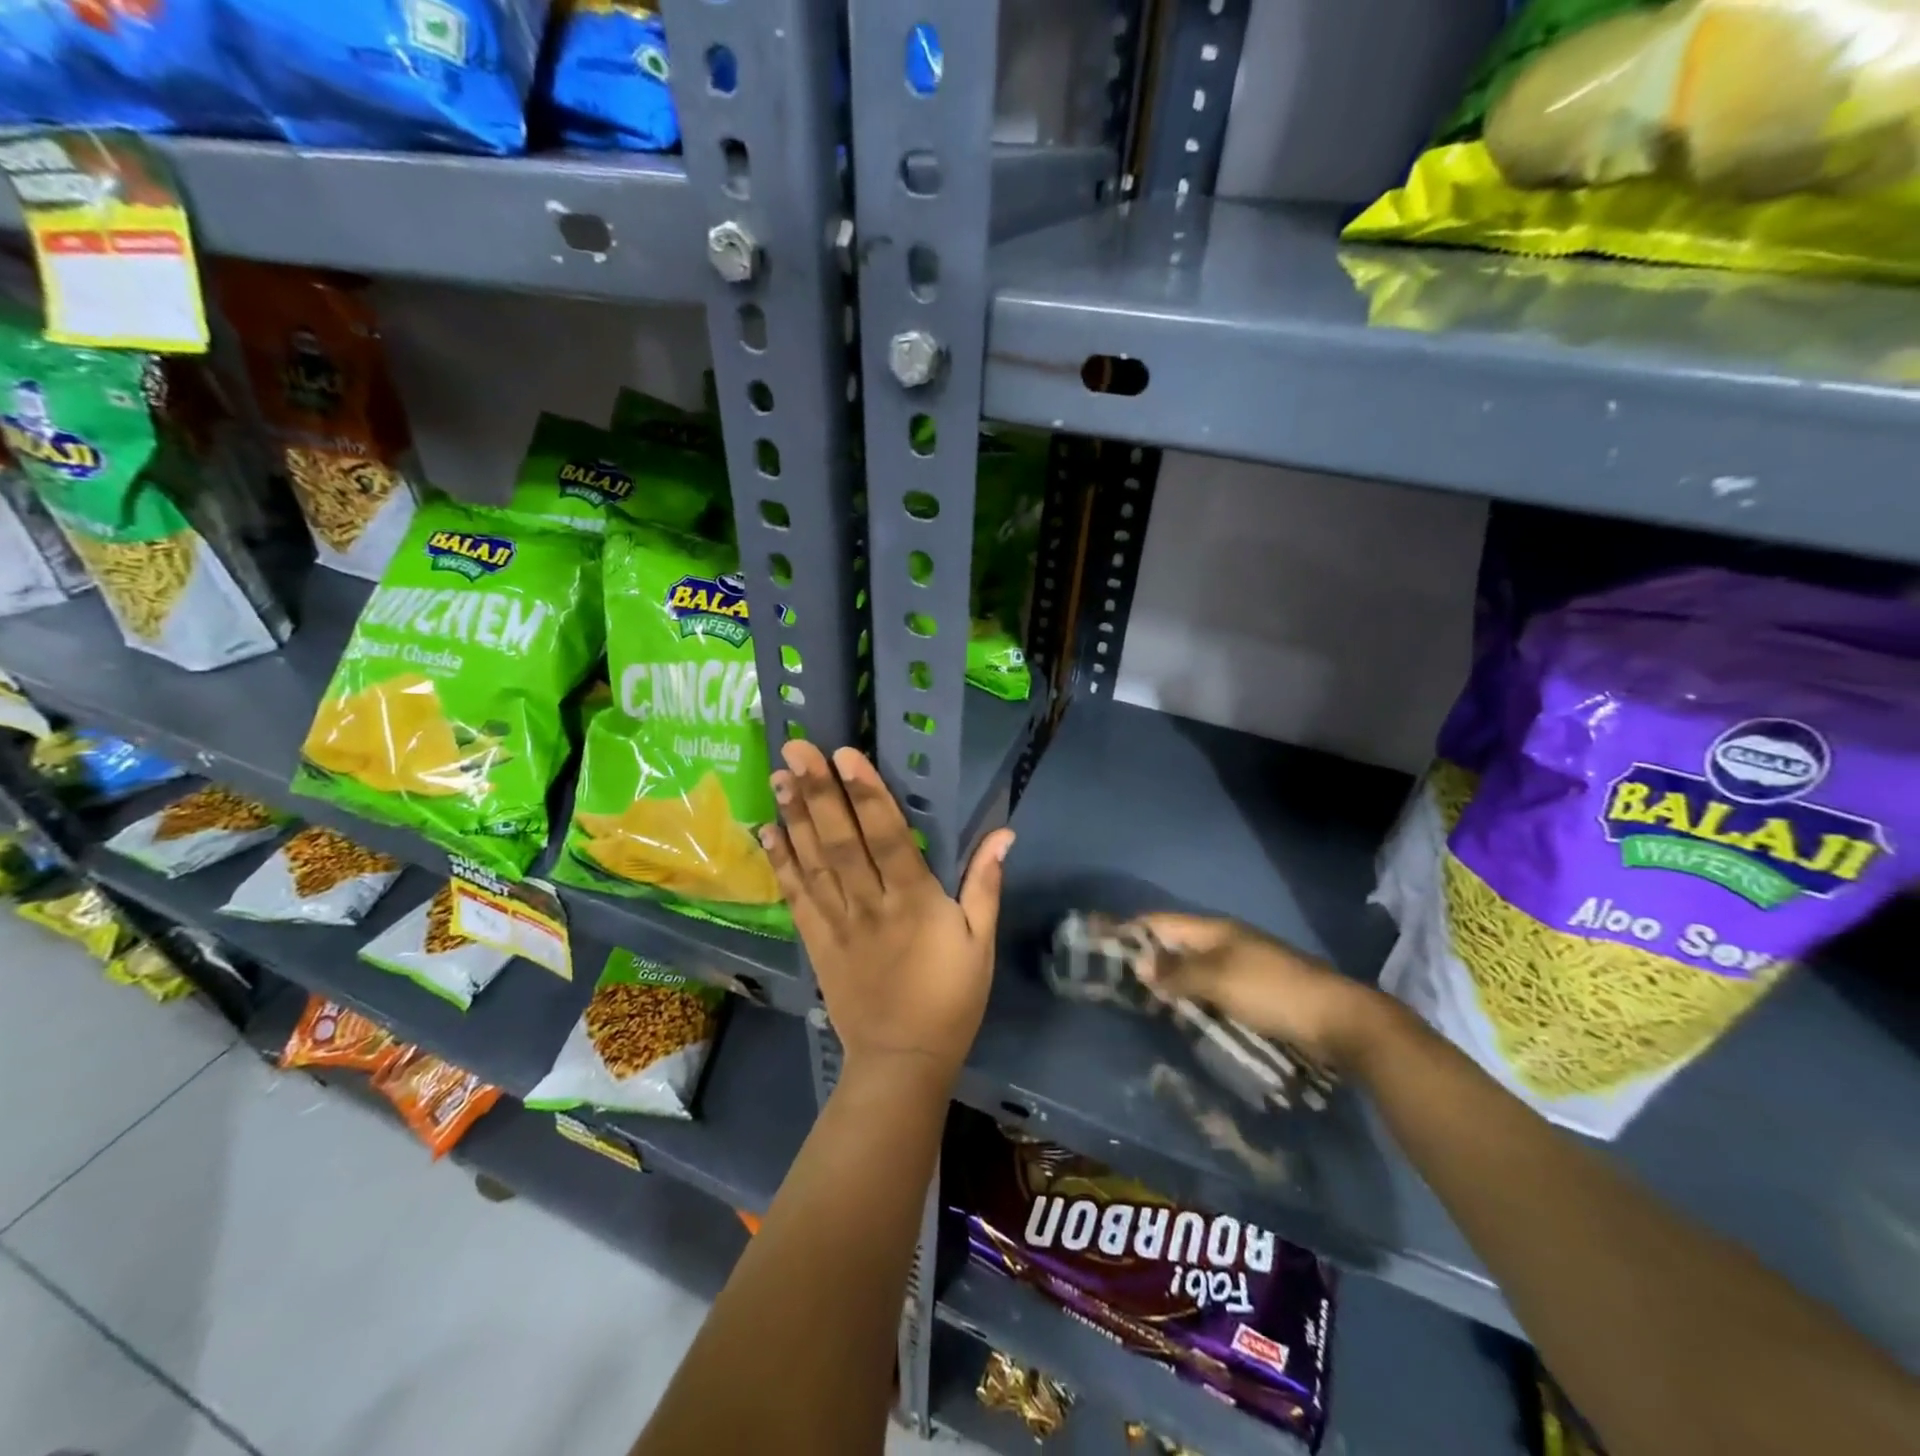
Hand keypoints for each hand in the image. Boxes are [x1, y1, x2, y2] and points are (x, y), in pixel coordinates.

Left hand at [764, 741, 1013, 1089]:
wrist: (902, 1062)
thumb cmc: (950, 999)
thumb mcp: (980, 943)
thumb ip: (985, 884)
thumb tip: (1004, 833)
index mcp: (915, 903)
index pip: (887, 838)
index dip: (866, 795)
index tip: (845, 756)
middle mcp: (870, 906)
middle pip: (841, 842)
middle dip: (819, 792)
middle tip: (796, 747)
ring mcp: (837, 924)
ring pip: (813, 863)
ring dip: (794, 817)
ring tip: (778, 775)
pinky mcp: (816, 942)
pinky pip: (796, 897)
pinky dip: (780, 862)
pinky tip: (767, 830)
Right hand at [1135, 914, 1390, 1073]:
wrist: (1339, 1019)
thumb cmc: (1273, 991)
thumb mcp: (1219, 979)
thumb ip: (1178, 973)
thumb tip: (1140, 965)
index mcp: (1215, 930)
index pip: (1161, 922)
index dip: (1131, 930)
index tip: (1100, 943)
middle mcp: (1226, 941)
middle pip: (1176, 943)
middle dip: (1147, 957)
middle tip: (1115, 979)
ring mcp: (1242, 965)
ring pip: (1193, 966)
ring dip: (1170, 980)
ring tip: (1141, 999)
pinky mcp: (1256, 990)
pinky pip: (1211, 986)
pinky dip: (1192, 995)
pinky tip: (1182, 1013)